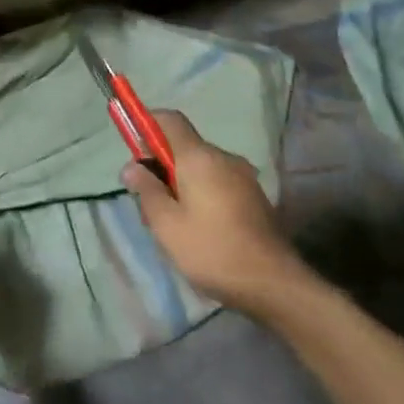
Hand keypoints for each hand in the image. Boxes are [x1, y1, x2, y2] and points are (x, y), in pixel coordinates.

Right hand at [121, 111, 304, 315]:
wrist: (273, 283)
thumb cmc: (211, 250)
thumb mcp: (167, 224)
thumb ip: (146, 190)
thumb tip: (131, 166)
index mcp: (200, 158)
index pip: (170, 120)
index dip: (146, 124)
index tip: (132, 146)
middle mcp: (224, 158)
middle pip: (184, 147)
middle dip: (160, 166)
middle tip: (147, 204)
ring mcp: (243, 177)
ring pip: (200, 168)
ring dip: (179, 185)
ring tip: (170, 224)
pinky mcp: (253, 196)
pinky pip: (217, 183)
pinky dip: (199, 194)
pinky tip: (196, 229)